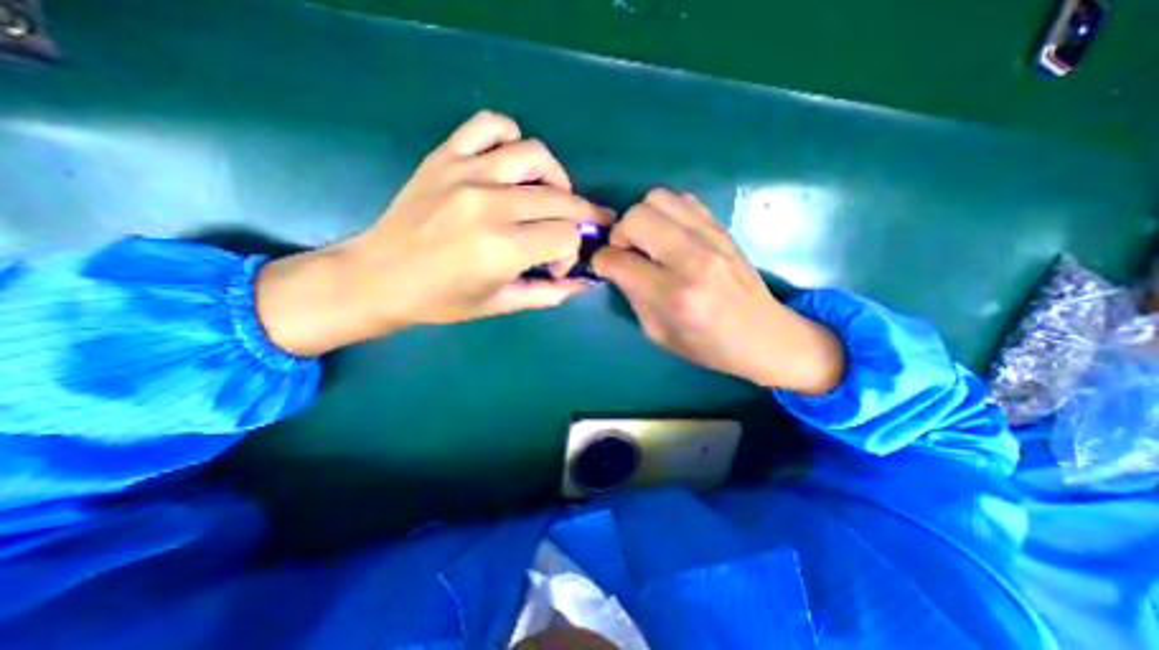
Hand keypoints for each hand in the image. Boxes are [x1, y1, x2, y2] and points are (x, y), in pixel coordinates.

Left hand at [256, 111, 608, 355]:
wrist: (379, 277)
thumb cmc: (442, 300)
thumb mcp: (501, 304)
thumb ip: (549, 293)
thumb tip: (585, 283)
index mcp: (504, 248)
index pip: (567, 236)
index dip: (571, 252)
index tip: (556, 266)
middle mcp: (491, 205)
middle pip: (561, 198)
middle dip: (580, 216)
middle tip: (576, 229)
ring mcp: (467, 173)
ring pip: (536, 155)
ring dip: (555, 178)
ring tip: (548, 197)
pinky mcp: (445, 156)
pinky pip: (489, 124)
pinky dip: (510, 138)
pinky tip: (510, 163)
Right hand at [597, 187, 842, 389]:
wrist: (765, 335)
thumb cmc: (708, 345)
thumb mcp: (658, 333)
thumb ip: (632, 295)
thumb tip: (614, 266)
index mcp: (674, 295)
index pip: (619, 260)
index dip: (601, 261)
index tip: (602, 266)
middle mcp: (692, 259)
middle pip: (636, 217)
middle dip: (619, 233)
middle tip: (626, 252)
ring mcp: (711, 237)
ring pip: (657, 198)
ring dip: (642, 218)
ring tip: (647, 242)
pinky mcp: (722, 227)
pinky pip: (682, 199)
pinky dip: (666, 212)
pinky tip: (670, 235)